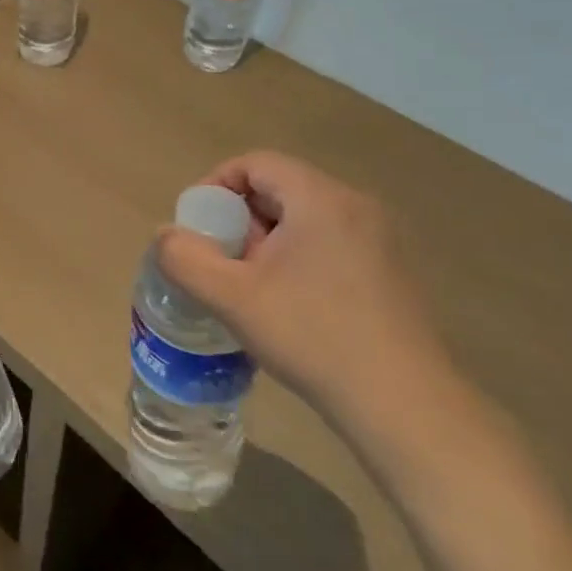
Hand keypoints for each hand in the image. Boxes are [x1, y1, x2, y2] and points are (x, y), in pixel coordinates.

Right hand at [155, 151, 462, 448]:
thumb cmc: (313, 338)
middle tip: (221, 262)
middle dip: (240, 219)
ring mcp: (381, 240)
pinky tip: (291, 306)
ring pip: (304, 218)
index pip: (255, 163)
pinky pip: (330, 243)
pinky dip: (298, 258)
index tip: (197, 228)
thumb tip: (166, 236)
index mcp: (321, 198)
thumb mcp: (233, 298)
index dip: (215, 185)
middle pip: (279, 188)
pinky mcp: (392, 272)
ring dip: (267, 242)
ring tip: (250, 287)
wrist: (406, 407)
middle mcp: (356, 206)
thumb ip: (185, 258)